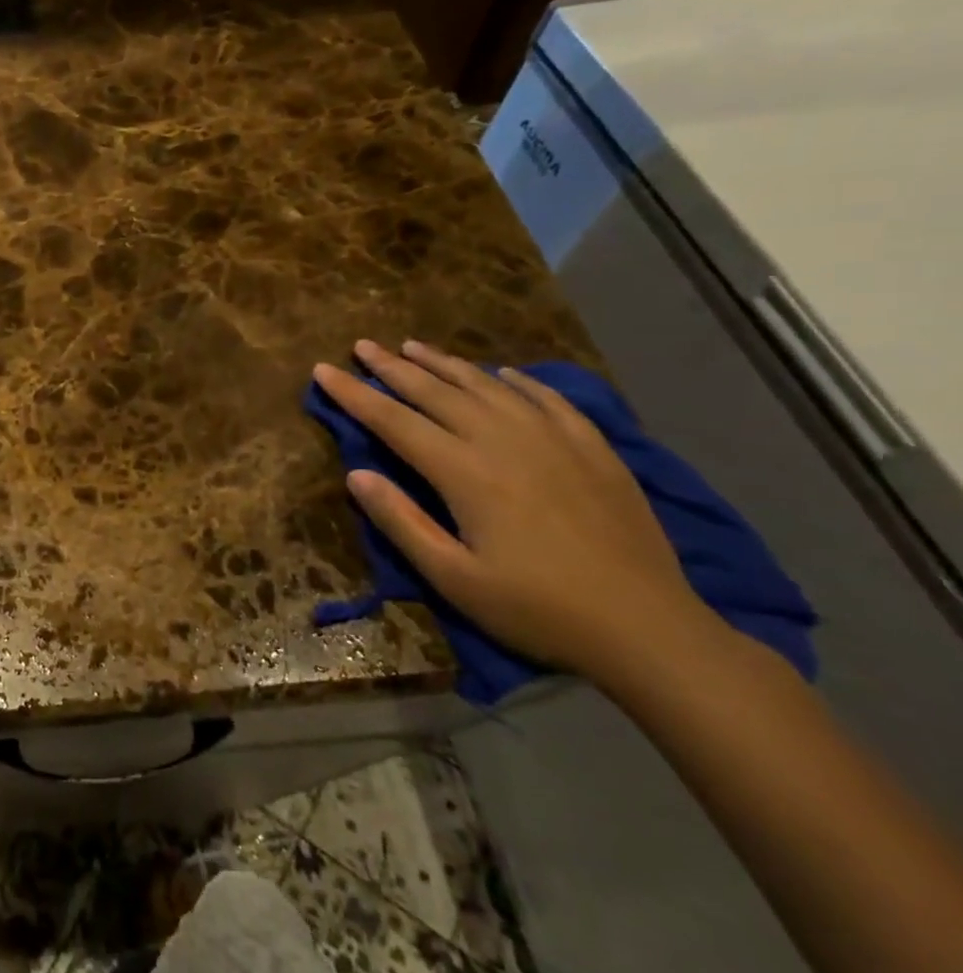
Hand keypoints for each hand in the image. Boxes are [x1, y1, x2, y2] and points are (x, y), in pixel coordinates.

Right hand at [312, 339, 724, 684]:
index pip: (393, 420)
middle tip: (363, 345)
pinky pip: (547, 399)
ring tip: (414, 345)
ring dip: (445, 363)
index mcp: (464, 471)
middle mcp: (503, 440)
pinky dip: (518, 381)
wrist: (649, 627)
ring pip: (487, 386)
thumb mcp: (453, 578)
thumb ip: (401, 522)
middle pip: (436, 392)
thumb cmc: (537, 609)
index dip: (354, 394)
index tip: (323, 369)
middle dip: (392, 367)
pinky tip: (503, 374)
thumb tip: (356, 473)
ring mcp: (553, 439)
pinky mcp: (593, 449)